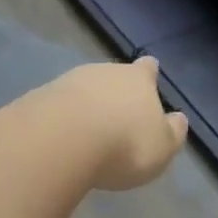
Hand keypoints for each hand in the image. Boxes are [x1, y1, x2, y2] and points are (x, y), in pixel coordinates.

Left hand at [49, 58, 188, 191]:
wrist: (62, 141)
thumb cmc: (125, 145)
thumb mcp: (162, 148)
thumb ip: (172, 133)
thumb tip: (178, 119)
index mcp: (138, 80)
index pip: (147, 70)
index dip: (148, 74)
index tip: (148, 75)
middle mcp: (103, 72)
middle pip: (112, 77)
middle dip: (114, 93)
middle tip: (116, 116)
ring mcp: (68, 82)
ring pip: (83, 89)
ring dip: (86, 105)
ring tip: (87, 130)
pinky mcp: (39, 98)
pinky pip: (57, 106)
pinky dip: (62, 118)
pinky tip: (62, 137)